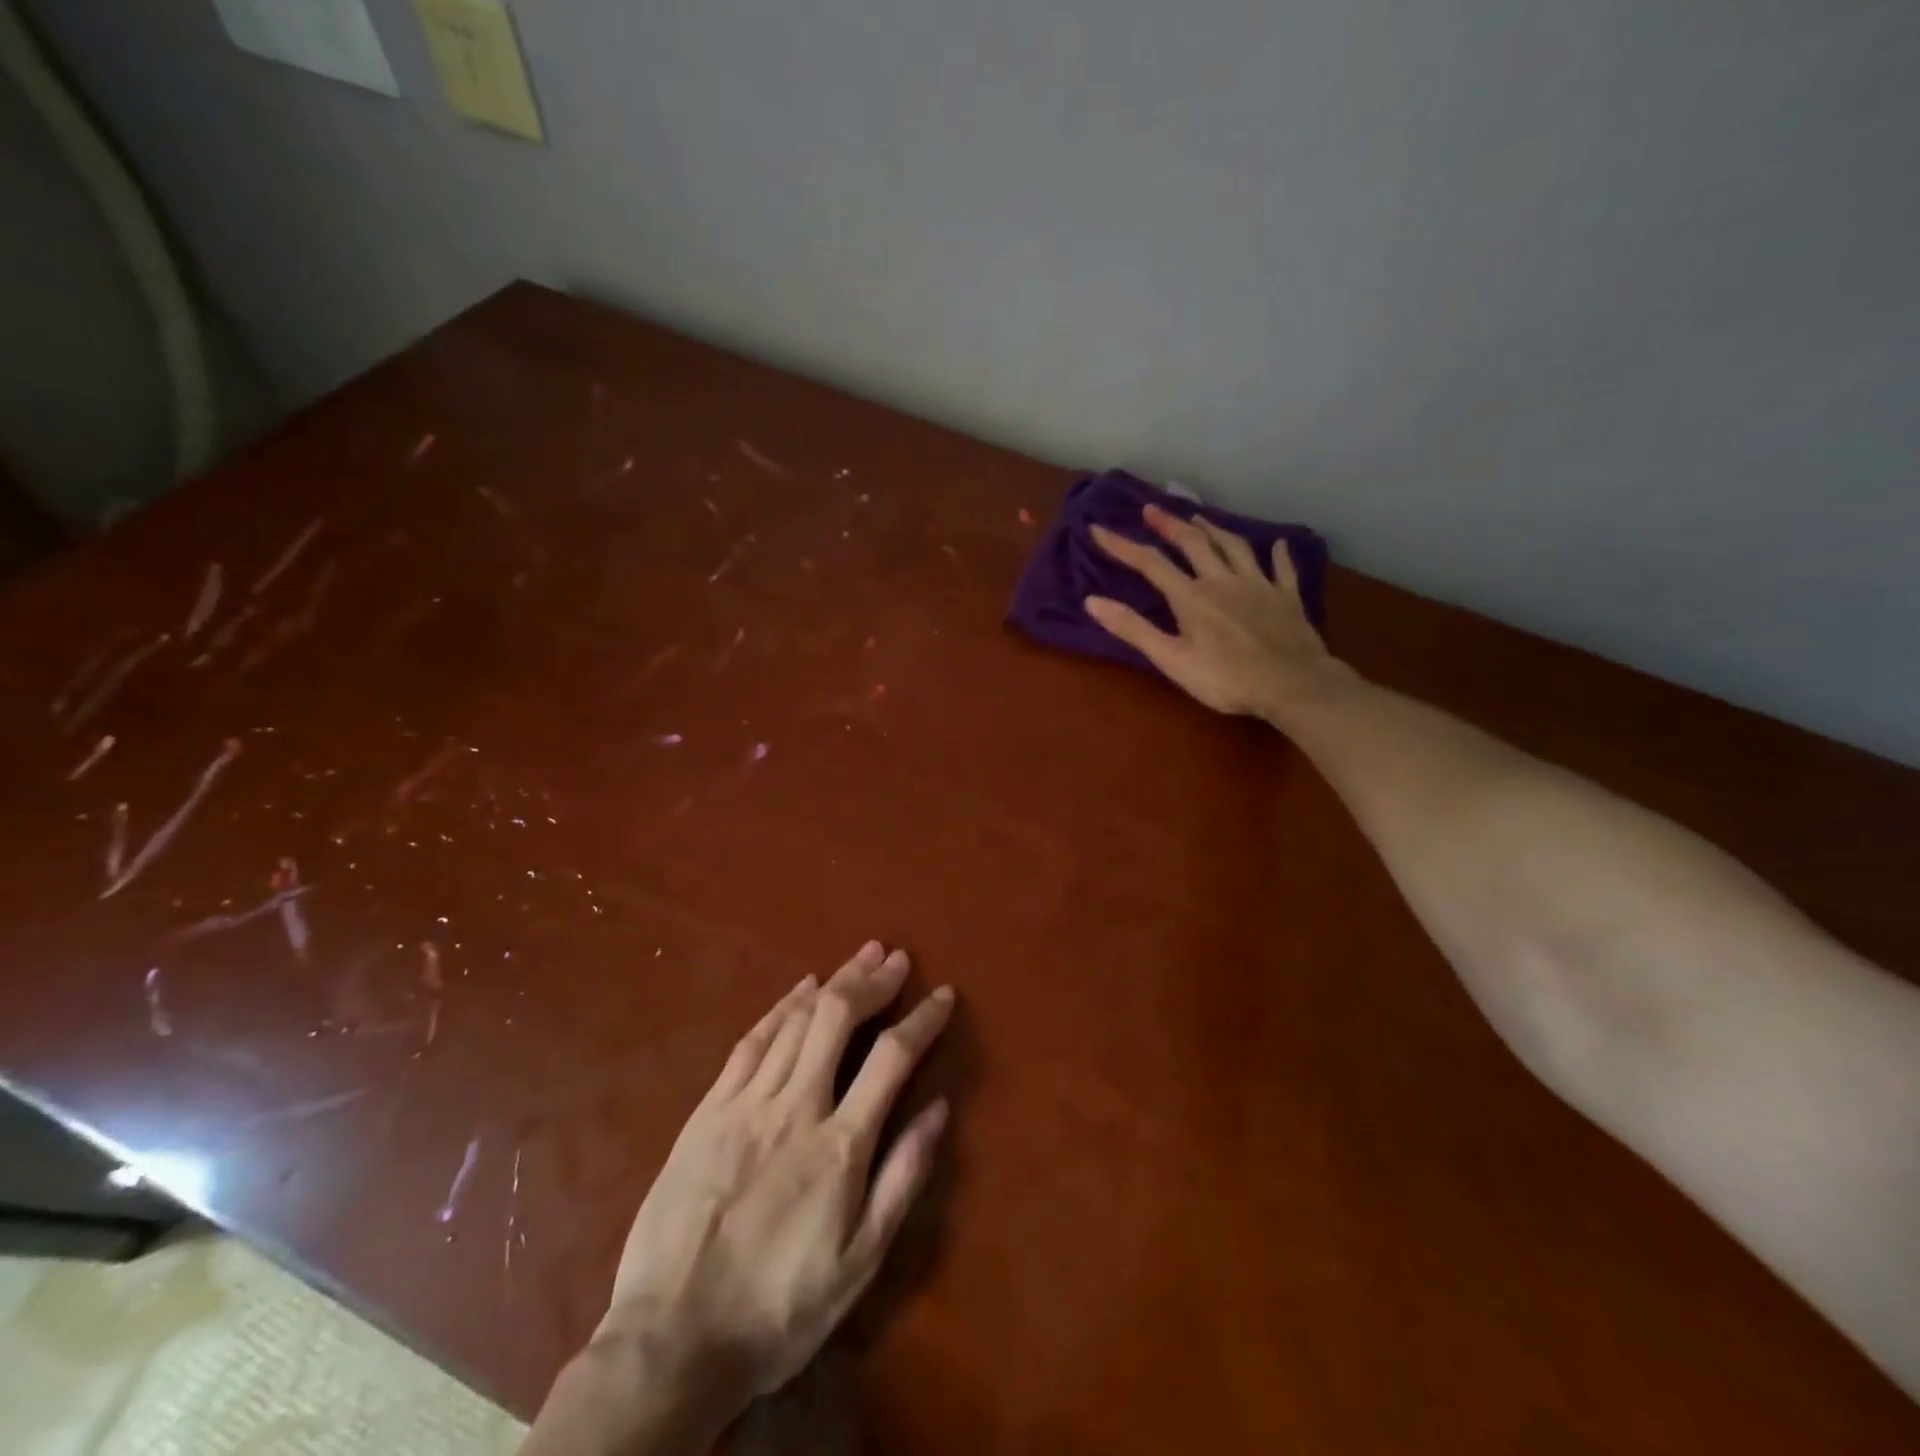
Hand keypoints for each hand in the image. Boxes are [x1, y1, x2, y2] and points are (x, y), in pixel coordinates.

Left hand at [603, 943, 953, 1416]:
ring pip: (797, 1021)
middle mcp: (795, 1107)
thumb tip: (939, 1110)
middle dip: (873, 981)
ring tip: (862, 955)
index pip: (891, 1058)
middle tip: (896, 957)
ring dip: (834, 981)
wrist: (670, 1342)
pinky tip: (801, 988)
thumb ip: (902, 1179)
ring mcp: (745, 1103)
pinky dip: (781, 1007)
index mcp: (839, 1146)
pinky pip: (750, 1042)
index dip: (922, 1020)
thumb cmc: (778, 1309)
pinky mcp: (707, 1110)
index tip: (942, 995)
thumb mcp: (859, 1263)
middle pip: (839, 1019)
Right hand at [1087, 504, 1346, 718]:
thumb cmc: (1225, 678)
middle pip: (1193, 543)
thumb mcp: (1171, 659)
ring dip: (1214, 529)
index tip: (1098, 529)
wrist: (1292, 684)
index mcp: (1191, 596)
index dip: (1121, 545)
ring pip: (1234, 546)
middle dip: (1169, 524)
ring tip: (1200, 517)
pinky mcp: (1286, 597)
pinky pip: (1281, 568)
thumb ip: (1133, 629)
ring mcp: (1258, 584)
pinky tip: (1276, 544)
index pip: (1149, 563)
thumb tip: (1092, 601)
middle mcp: (1222, 580)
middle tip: (1152, 509)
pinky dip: (1277, 553)